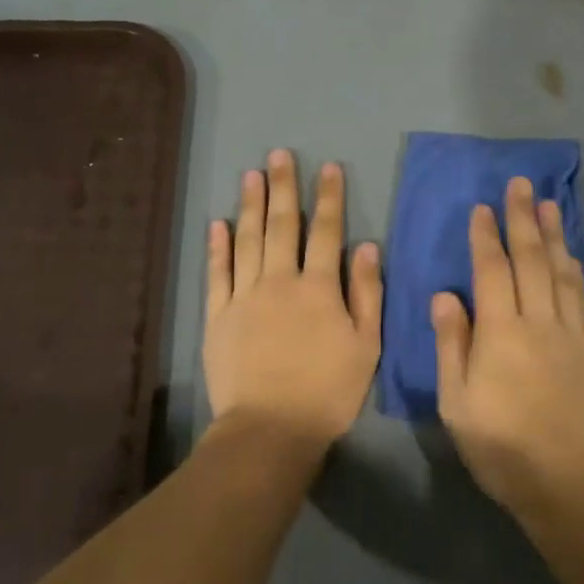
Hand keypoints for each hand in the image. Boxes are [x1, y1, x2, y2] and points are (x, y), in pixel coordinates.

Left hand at [204, 150, 382, 447]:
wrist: (271, 428)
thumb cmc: (328, 391)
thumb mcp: (365, 346)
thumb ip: (366, 294)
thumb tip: (366, 246)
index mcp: (319, 289)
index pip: (327, 233)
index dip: (329, 198)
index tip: (328, 167)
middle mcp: (279, 282)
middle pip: (282, 227)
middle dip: (284, 188)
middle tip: (280, 155)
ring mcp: (244, 297)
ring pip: (247, 241)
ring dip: (250, 205)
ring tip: (251, 175)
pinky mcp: (217, 317)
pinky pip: (217, 274)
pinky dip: (218, 247)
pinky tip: (218, 224)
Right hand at [433, 178, 583, 515]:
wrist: (570, 485)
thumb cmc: (502, 448)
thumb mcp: (457, 403)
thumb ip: (452, 345)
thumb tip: (445, 296)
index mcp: (501, 333)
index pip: (492, 272)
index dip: (486, 236)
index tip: (483, 207)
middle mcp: (540, 323)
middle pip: (531, 261)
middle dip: (523, 220)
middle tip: (521, 184)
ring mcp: (574, 336)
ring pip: (562, 274)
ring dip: (554, 236)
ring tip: (550, 204)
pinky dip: (577, 273)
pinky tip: (573, 258)